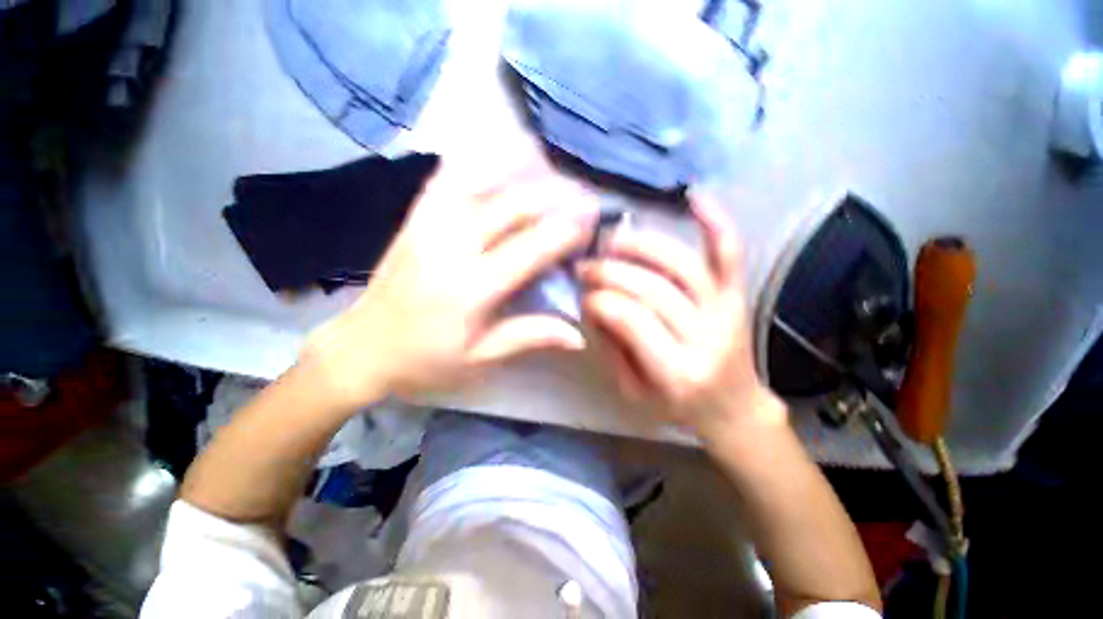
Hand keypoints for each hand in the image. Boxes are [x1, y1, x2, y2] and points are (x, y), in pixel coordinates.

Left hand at [300, 163, 598, 411]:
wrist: (361, 348)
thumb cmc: (425, 360)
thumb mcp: (480, 358)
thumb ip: (530, 337)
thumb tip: (578, 335)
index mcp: (471, 289)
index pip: (529, 249)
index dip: (564, 232)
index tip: (591, 223)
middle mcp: (450, 247)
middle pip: (511, 207)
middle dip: (554, 196)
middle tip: (584, 194)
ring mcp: (428, 226)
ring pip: (482, 184)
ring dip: (522, 172)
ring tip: (553, 166)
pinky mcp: (414, 219)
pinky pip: (447, 178)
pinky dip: (475, 160)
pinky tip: (495, 151)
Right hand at [579, 192, 784, 439]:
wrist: (732, 407)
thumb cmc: (676, 406)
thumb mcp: (632, 390)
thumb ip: (610, 347)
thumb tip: (591, 302)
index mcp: (676, 372)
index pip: (629, 320)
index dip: (599, 301)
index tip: (582, 295)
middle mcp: (706, 338)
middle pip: (652, 288)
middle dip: (610, 272)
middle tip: (585, 266)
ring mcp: (726, 310)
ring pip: (680, 264)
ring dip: (641, 245)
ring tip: (612, 241)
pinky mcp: (737, 295)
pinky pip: (728, 253)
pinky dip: (713, 222)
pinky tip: (693, 196)